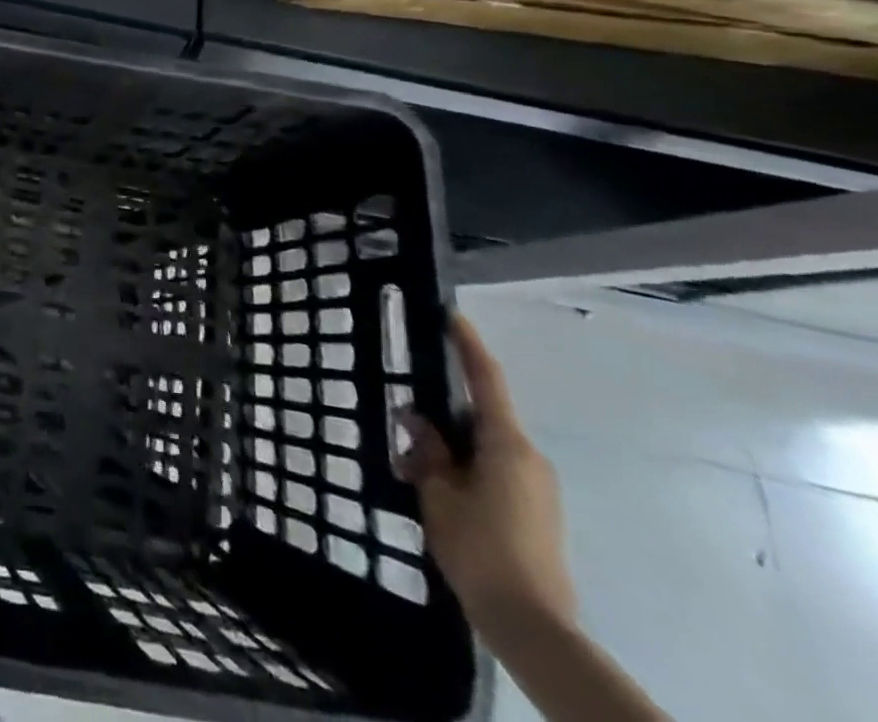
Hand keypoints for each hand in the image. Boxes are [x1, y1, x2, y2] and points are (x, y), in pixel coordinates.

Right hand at [403, 315, 576, 637]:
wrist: (531, 625)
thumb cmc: (480, 547)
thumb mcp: (437, 492)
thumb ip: (427, 449)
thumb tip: (418, 419)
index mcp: (506, 444)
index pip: (485, 380)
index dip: (468, 344)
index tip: (452, 314)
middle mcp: (528, 457)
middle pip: (481, 415)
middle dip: (442, 410)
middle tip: (403, 412)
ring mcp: (536, 487)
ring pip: (484, 446)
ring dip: (450, 445)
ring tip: (411, 460)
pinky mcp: (535, 512)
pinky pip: (493, 471)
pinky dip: (463, 468)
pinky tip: (435, 489)